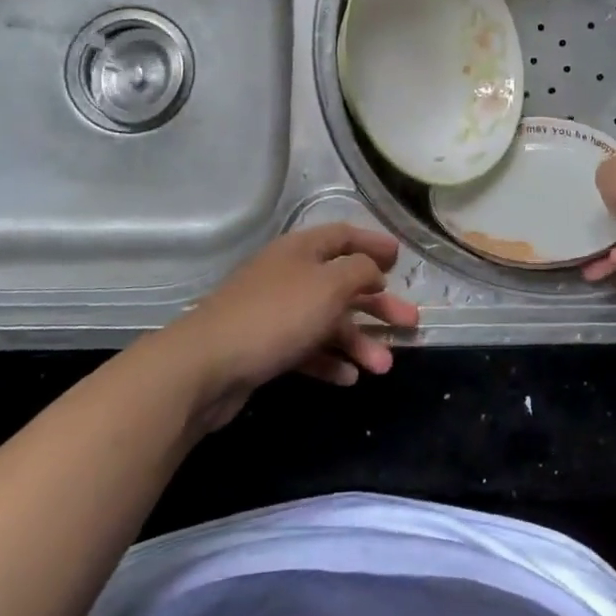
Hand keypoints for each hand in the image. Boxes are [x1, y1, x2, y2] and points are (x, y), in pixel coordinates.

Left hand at [159, 223, 419, 428]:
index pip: (344, 236)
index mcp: (301, 250)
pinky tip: (348, 379)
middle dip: (377, 303)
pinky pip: (306, 348)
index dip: (373, 244)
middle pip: (341, 283)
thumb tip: (372, 271)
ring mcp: (274, 312)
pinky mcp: (264, 347)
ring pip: (327, 321)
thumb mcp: (329, 286)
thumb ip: (359, 272)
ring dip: (358, 341)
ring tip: (383, 367)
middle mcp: (288, 275)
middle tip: (410, 323)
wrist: (206, 366)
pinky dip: (329, 360)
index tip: (400, 259)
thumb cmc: (276, 316)